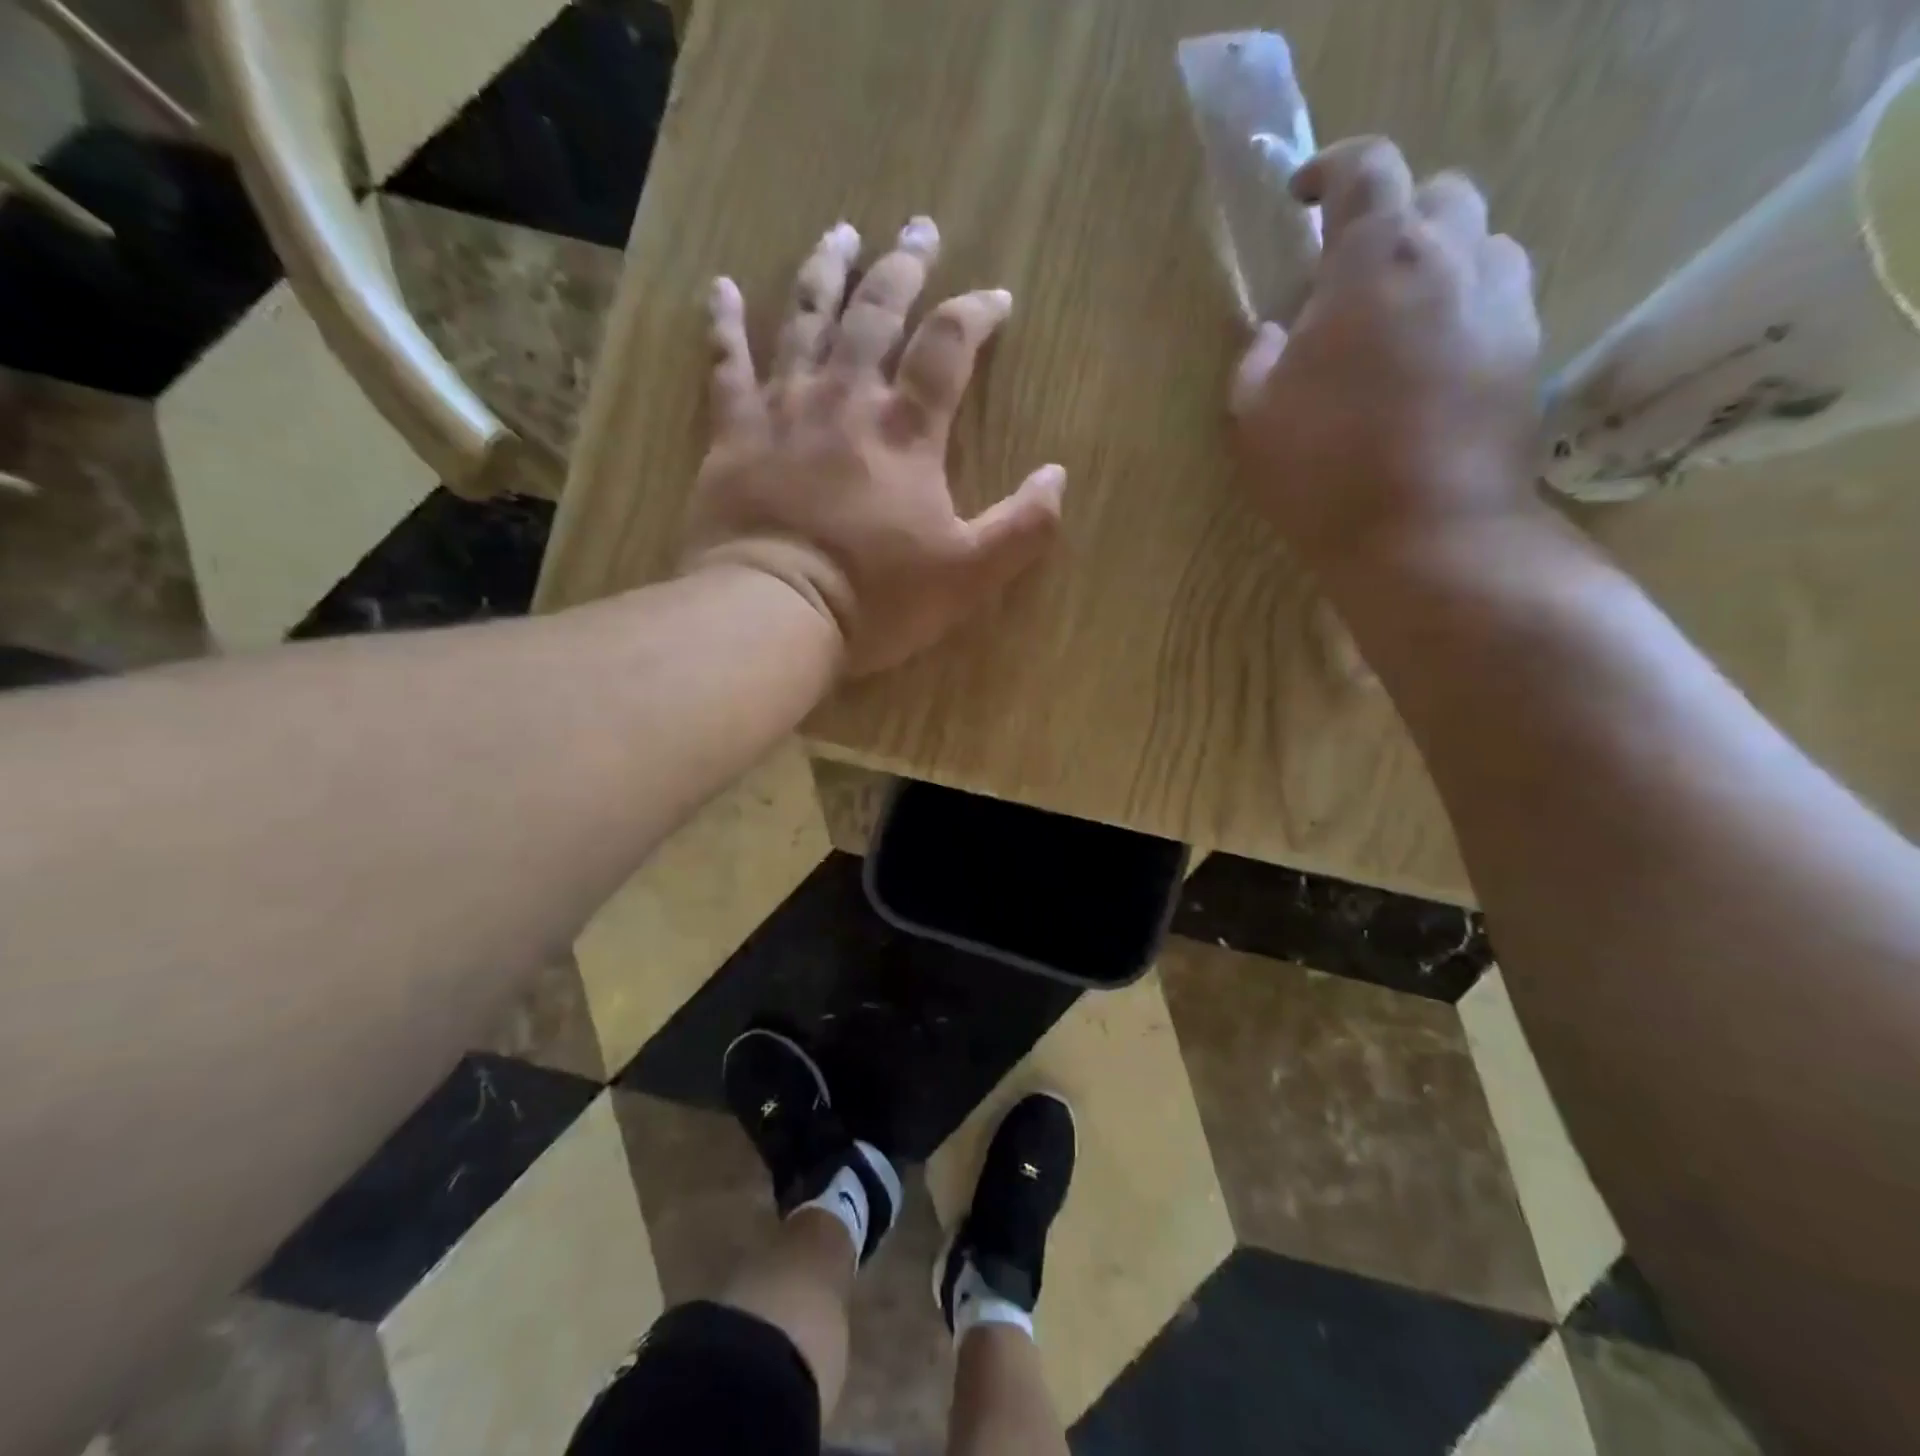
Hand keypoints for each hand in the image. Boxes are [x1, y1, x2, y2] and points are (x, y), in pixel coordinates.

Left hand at [679, 218, 1065, 677]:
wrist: (773, 613)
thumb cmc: (875, 598)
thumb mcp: (968, 574)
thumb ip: (1022, 526)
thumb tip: (1058, 475)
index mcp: (907, 430)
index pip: (948, 346)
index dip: (976, 312)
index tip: (996, 297)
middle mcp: (846, 399)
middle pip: (876, 312)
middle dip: (903, 266)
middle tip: (919, 228)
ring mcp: (784, 409)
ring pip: (806, 319)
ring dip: (826, 271)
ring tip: (841, 234)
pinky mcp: (733, 433)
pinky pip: (725, 364)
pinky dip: (723, 322)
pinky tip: (721, 287)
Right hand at [1231, 137, 1543, 576]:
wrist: (1427, 536)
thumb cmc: (1324, 472)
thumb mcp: (1255, 419)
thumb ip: (1258, 361)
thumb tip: (1277, 335)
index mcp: (1378, 261)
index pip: (1366, 169)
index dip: (1330, 170)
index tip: (1301, 196)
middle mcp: (1454, 260)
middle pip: (1438, 195)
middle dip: (1393, 218)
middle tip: (1352, 276)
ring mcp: (1504, 304)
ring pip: (1481, 244)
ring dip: (1437, 262)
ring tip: (1399, 319)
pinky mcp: (1529, 353)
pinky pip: (1499, 299)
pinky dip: (1464, 308)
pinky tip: (1432, 362)